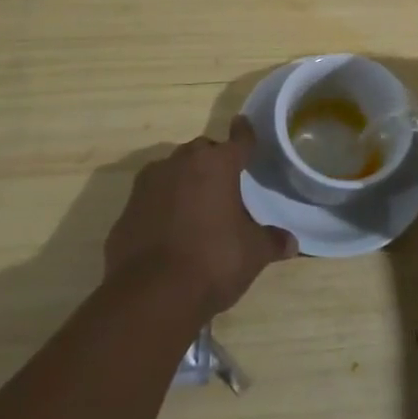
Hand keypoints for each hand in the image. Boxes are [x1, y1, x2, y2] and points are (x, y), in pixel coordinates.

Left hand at [103, 118, 296, 317]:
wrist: (151, 295)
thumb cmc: (213, 261)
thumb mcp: (253, 254)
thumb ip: (271, 241)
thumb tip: (291, 242)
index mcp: (217, 165)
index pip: (238, 141)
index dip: (244, 134)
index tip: (243, 123)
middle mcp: (181, 163)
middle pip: (201, 151)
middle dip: (212, 161)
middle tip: (224, 183)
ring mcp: (148, 185)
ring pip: (171, 171)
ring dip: (184, 182)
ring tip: (196, 207)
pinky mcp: (126, 211)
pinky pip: (150, 200)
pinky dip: (160, 208)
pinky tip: (169, 232)